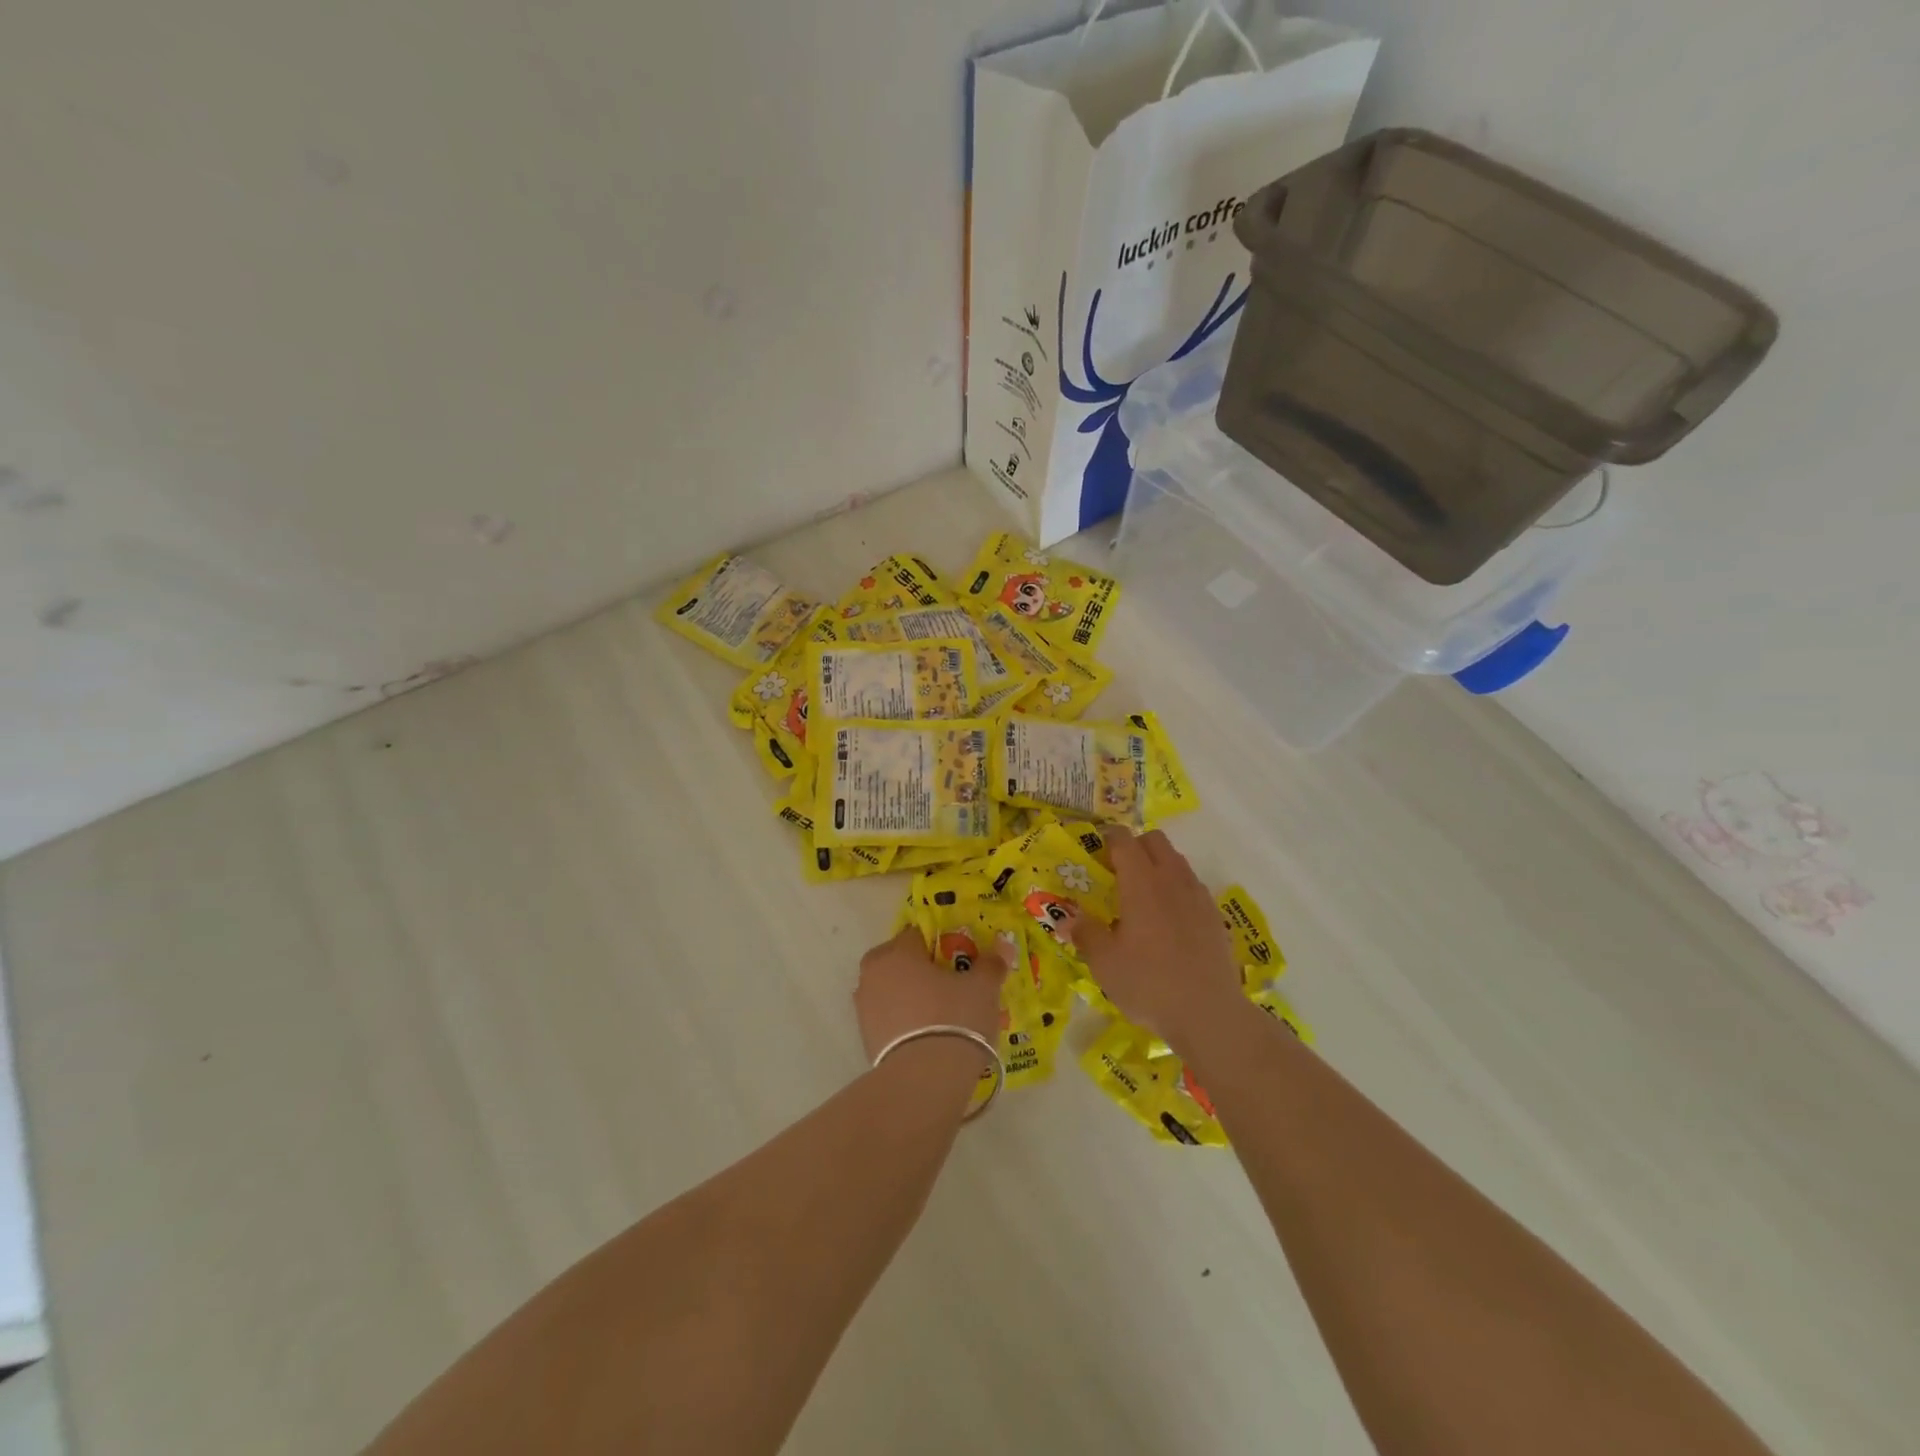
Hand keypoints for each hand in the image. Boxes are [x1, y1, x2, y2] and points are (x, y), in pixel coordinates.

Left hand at [854, 925, 1006, 1062]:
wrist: (924, 1080)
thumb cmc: (954, 1019)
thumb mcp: (982, 988)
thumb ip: (991, 963)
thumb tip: (1002, 945)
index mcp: (897, 952)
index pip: (918, 934)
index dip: (942, 945)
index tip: (961, 960)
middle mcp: (873, 973)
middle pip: (901, 961)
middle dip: (922, 969)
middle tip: (951, 986)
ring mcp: (864, 1007)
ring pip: (893, 990)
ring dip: (912, 996)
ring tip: (942, 1015)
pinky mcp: (865, 1038)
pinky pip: (889, 1018)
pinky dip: (905, 1020)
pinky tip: (928, 1036)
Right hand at [1072, 827, 1243, 1050]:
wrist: (1209, 1014)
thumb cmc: (1149, 984)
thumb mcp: (1104, 963)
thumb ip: (1084, 933)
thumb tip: (1066, 917)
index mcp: (1142, 882)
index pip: (1124, 840)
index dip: (1107, 838)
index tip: (1094, 852)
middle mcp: (1172, 879)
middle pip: (1155, 840)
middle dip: (1134, 846)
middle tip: (1116, 873)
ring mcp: (1198, 896)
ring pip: (1176, 861)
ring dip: (1157, 866)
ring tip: (1141, 898)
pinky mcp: (1214, 916)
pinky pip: (1192, 886)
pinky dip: (1176, 889)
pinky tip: (1167, 922)